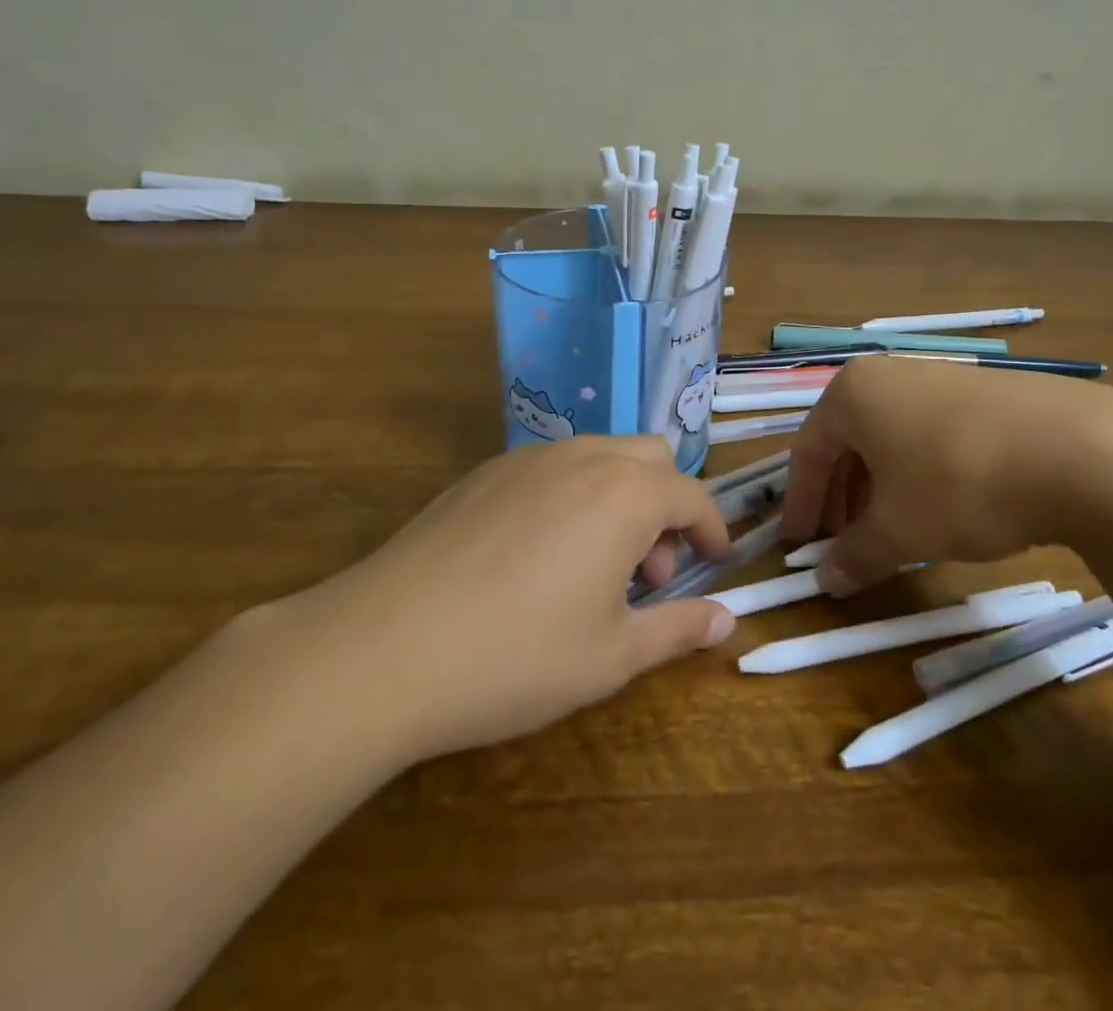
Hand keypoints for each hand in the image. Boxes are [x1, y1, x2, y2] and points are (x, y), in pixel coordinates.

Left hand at [275, 435, 735, 763]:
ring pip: (599, 456)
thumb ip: (678, 629)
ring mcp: (527, 459)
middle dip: (665, 506)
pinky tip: (538, 556)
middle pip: (649, 458)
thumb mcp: (612, 655)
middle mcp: (583, 458)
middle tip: (647, 572)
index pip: (691, 495)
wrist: (386, 646)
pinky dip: (572, 496)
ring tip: (594, 567)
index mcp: (625, 493)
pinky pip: (551, 468)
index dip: (711, 529)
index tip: (714, 562)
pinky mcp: (483, 472)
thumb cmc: (517, 655)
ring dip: (619, 498)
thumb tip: (727, 619)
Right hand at [780, 354, 1112, 594]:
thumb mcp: (900, 531)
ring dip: (877, 488)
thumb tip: (826, 580)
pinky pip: (928, 434)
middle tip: (841, 542)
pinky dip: (917, 473)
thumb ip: (855, 555)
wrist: (1084, 452)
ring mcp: (940, 378)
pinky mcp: (983, 393)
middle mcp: (889, 375)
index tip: (799, 544)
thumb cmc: (960, 484)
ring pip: (889, 438)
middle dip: (840, 496)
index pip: (808, 450)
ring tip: (887, 531)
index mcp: (853, 393)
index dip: (801, 502)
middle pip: (847, 441)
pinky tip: (938, 508)